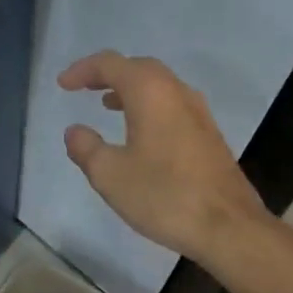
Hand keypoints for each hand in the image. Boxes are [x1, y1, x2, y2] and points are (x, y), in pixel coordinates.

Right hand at [59, 51, 276, 267]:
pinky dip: (148, 105)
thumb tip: (75, 131)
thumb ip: (86, 148)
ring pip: (158, 85)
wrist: (230, 228)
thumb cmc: (164, 195)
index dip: (83, 70)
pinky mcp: (209, 134)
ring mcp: (198, 112)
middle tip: (84, 87)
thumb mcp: (110, 175)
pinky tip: (140, 132)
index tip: (63, 84)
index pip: (110, 64)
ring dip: (130, 89)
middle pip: (138, 67)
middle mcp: (176, 92)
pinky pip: (171, 104)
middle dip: (108, 74)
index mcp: (150, 92)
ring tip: (107, 104)